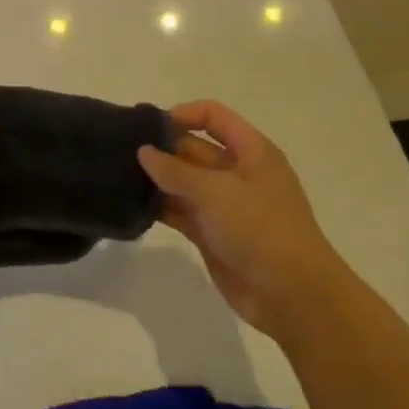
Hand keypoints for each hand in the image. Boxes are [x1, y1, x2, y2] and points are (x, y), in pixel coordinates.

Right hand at [138, 101, 348, 341]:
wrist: (292, 294)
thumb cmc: (261, 230)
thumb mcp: (217, 192)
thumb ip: (176, 171)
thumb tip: (144, 151)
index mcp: (251, 151)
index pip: (213, 116)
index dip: (182, 114)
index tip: (146, 127)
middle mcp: (237, 172)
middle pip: (194, 148)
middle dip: (161, 148)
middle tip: (119, 151)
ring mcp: (223, 204)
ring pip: (184, 182)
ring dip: (156, 180)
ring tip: (117, 175)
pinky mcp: (211, 233)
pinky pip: (180, 211)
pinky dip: (159, 207)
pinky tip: (131, 205)